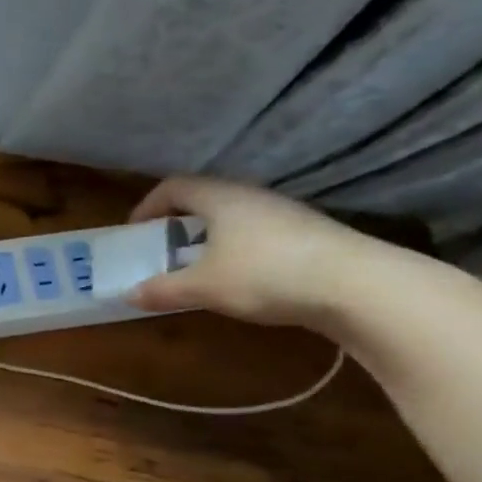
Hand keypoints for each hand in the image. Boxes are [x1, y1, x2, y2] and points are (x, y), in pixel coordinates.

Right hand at [126, 176, 375, 327]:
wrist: (352, 284)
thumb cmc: (264, 274)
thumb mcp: (204, 287)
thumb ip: (164, 290)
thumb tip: (129, 295)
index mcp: (220, 198)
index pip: (173, 186)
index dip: (148, 206)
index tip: (134, 232)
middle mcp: (250, 196)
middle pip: (203, 198)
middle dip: (176, 222)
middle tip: (160, 250)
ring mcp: (281, 212)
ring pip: (231, 216)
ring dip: (206, 237)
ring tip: (194, 267)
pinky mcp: (303, 233)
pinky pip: (254, 232)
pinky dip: (233, 248)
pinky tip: (236, 277)